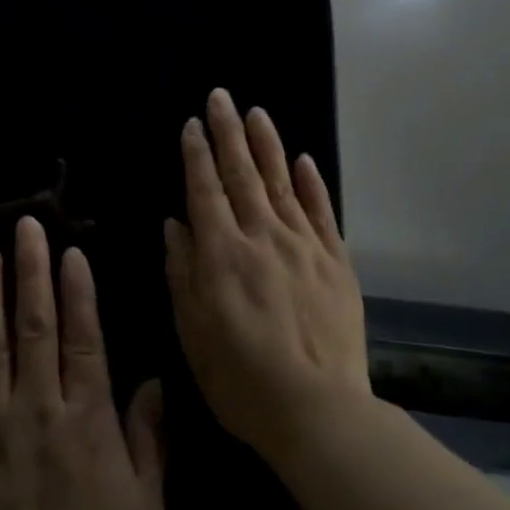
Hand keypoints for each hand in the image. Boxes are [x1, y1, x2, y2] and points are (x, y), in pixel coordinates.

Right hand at [164, 89, 371, 465]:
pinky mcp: (336, 263)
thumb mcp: (192, 330)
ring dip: (267, 145)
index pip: (205, 189)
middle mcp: (262, 236)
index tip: (191, 124)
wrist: (317, 411)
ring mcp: (304, 246)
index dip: (196, 154)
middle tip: (220, 97)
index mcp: (222, 253)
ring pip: (281, 183)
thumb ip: (181, 271)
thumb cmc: (240, 377)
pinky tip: (303, 161)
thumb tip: (174, 224)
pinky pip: (322, 213)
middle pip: (241, 174)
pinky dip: (311, 184)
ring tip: (256, 113)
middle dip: (228, 132)